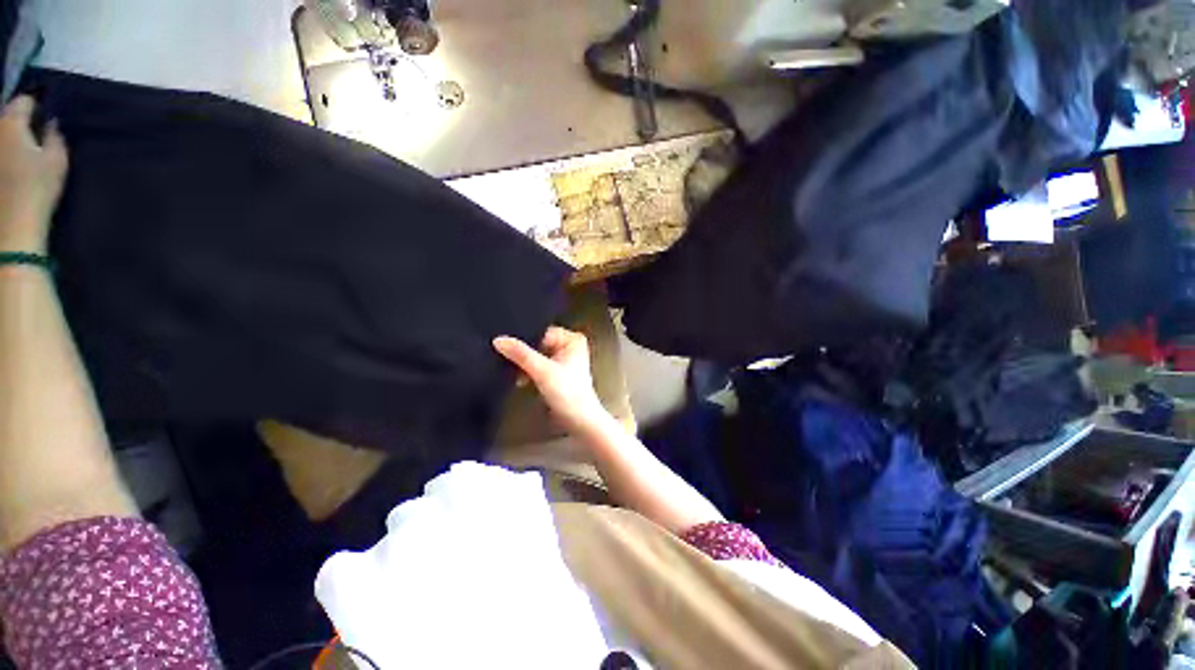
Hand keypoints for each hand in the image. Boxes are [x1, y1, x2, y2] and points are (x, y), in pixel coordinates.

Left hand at [0, 96, 67, 253]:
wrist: (12, 227)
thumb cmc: (37, 189)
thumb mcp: (57, 161)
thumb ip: (54, 136)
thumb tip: (50, 124)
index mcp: (10, 121)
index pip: (24, 101)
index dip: (37, 107)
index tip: (46, 119)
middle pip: (7, 118)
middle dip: (20, 125)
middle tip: (36, 138)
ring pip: (2, 139)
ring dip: (11, 143)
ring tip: (24, 156)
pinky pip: (2, 157)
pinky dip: (6, 159)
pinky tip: (13, 172)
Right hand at [493, 327, 612, 436]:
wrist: (580, 421)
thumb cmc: (568, 393)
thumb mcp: (542, 371)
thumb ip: (521, 354)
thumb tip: (499, 340)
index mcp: (572, 339)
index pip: (542, 332)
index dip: (523, 338)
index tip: (502, 342)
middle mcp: (569, 345)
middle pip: (538, 343)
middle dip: (522, 352)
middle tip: (501, 355)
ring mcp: (563, 359)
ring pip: (536, 355)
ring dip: (524, 363)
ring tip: (508, 369)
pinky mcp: (557, 372)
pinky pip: (538, 365)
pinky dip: (528, 371)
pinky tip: (518, 379)